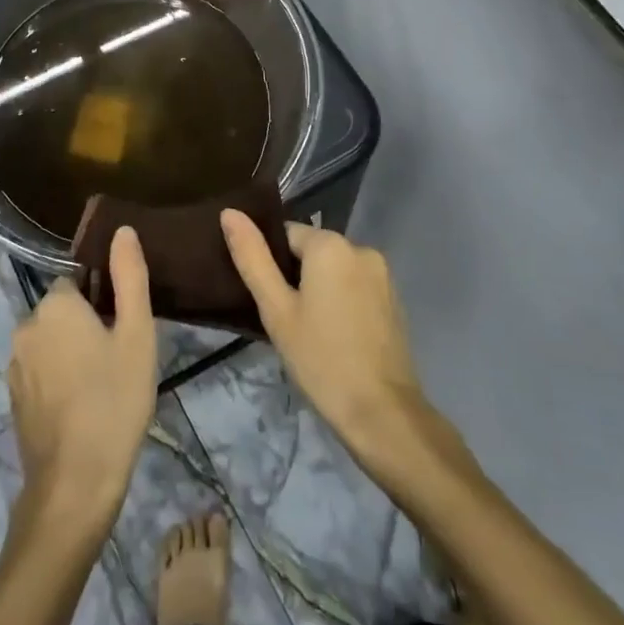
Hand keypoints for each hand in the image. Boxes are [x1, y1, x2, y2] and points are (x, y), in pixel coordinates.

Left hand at [9, 226, 157, 530]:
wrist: (75, 482)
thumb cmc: (115, 400)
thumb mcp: (137, 334)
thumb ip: (129, 277)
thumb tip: (122, 230)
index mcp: (54, 305)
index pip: (79, 283)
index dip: (104, 303)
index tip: (123, 332)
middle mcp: (25, 326)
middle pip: (63, 311)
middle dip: (87, 327)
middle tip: (119, 361)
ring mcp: (14, 365)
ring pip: (51, 342)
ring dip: (72, 354)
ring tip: (103, 387)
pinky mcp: (12, 397)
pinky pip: (40, 371)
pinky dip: (58, 379)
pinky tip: (82, 407)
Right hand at [221, 213, 426, 461]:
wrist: (382, 412)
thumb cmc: (320, 358)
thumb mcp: (276, 309)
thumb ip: (252, 258)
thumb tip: (229, 212)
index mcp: (331, 244)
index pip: (286, 234)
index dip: (270, 263)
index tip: (266, 298)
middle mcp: (361, 248)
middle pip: (312, 251)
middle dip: (294, 277)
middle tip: (282, 319)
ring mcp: (383, 275)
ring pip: (334, 270)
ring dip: (318, 289)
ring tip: (306, 331)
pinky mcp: (394, 300)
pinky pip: (355, 287)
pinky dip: (340, 301)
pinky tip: (333, 336)